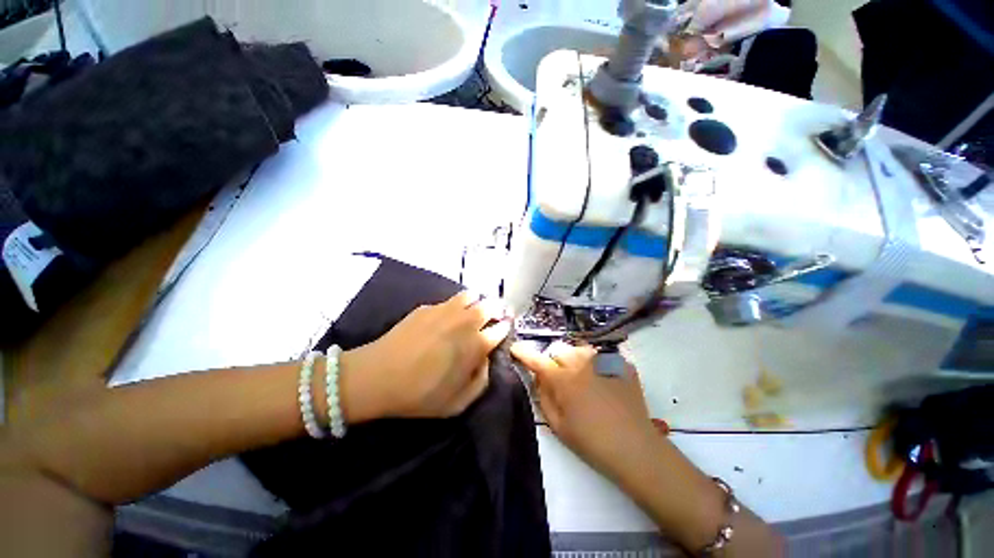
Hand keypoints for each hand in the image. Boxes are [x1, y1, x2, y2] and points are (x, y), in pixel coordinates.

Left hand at [341, 292, 510, 421]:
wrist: (378, 376)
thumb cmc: (420, 394)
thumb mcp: (458, 404)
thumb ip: (481, 381)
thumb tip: (486, 360)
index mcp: (476, 344)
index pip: (502, 328)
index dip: (505, 328)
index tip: (503, 330)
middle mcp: (465, 321)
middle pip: (491, 305)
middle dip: (497, 309)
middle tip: (494, 317)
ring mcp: (446, 310)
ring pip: (472, 296)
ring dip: (477, 302)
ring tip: (472, 312)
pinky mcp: (428, 307)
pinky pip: (451, 300)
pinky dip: (457, 304)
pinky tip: (448, 316)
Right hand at [510, 341, 658, 482]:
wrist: (636, 448)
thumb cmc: (592, 441)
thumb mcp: (558, 425)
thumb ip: (543, 396)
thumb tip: (538, 378)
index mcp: (563, 379)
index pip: (537, 360)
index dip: (524, 353)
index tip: (515, 348)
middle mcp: (581, 362)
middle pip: (558, 349)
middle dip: (554, 360)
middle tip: (560, 378)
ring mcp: (604, 360)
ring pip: (579, 349)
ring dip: (575, 360)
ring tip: (584, 380)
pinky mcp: (621, 363)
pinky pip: (601, 356)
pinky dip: (597, 366)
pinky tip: (606, 384)